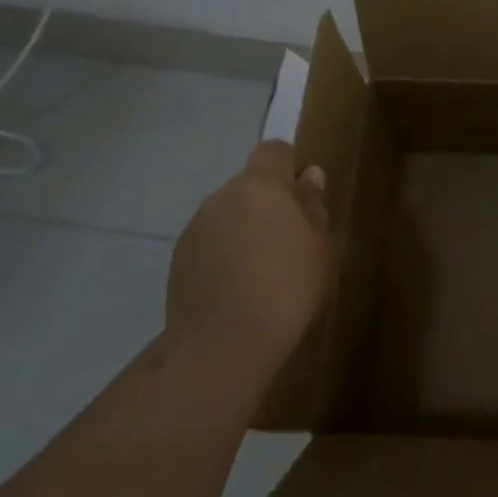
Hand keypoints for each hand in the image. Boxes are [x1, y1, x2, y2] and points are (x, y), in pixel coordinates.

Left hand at [167, 140, 332, 373]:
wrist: (223, 346)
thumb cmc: (287, 286)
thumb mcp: (319, 246)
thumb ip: (312, 207)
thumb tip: (308, 176)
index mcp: (260, 186)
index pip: (273, 150)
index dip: (288, 166)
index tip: (303, 196)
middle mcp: (221, 197)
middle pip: (249, 185)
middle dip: (267, 204)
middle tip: (290, 240)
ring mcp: (195, 229)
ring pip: (227, 215)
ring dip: (244, 230)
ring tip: (263, 271)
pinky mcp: (178, 261)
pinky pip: (210, 244)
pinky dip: (224, 255)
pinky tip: (239, 289)